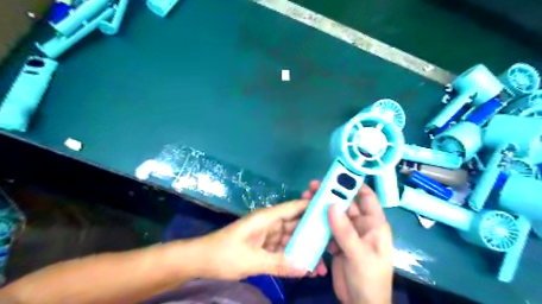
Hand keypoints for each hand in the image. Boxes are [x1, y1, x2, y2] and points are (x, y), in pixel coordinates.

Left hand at [189, 199, 327, 280]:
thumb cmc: (224, 255)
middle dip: (311, 235)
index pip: (293, 208)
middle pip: (295, 225)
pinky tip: (303, 268)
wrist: (201, 260)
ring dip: (303, 249)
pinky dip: (291, 257)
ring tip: (319, 265)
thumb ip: (278, 264)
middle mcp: (269, 223)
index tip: (330, 212)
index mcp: (266, 218)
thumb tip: (305, 268)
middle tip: (330, 246)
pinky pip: (281, 249)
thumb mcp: (252, 261)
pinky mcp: (263, 245)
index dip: (311, 207)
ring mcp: (266, 234)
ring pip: (290, 239)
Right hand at [303, 180, 391, 303]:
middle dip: (329, 195)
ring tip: (305, 200)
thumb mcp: (360, 255)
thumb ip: (345, 231)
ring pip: (333, 215)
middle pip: (345, 204)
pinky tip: (306, 219)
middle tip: (312, 187)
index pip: (366, 197)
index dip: (354, 184)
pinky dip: (317, 223)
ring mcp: (347, 233)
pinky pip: (326, 228)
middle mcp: (361, 225)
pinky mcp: (336, 242)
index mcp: (374, 224)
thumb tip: (332, 205)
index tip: (336, 176)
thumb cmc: (369, 279)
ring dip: (320, 208)